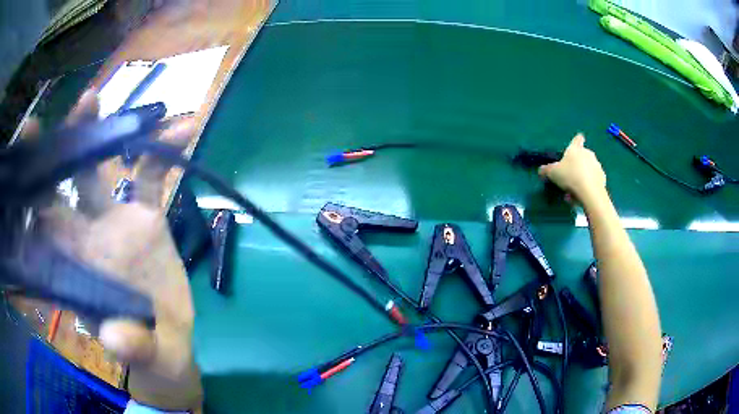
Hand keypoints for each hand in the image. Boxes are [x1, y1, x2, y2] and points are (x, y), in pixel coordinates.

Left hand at [23, 90, 202, 410]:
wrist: (170, 344)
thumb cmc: (151, 354)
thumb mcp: (145, 357)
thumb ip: (132, 348)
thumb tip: (117, 339)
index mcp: (75, 263)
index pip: (43, 215)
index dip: (34, 176)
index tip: (32, 133)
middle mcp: (86, 233)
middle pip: (69, 176)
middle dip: (72, 137)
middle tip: (87, 100)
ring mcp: (114, 220)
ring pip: (103, 166)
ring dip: (112, 132)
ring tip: (129, 105)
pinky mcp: (145, 216)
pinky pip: (150, 176)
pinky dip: (163, 152)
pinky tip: (184, 130)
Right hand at [538, 134, 606, 204]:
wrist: (590, 192)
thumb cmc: (570, 176)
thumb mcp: (553, 173)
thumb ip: (546, 170)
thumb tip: (541, 170)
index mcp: (576, 149)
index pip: (577, 139)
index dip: (576, 141)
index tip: (576, 144)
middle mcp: (588, 154)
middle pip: (583, 156)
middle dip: (578, 164)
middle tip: (570, 175)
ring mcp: (597, 166)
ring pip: (588, 169)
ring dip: (582, 176)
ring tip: (574, 190)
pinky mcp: (603, 179)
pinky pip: (593, 180)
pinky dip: (588, 185)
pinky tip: (582, 195)